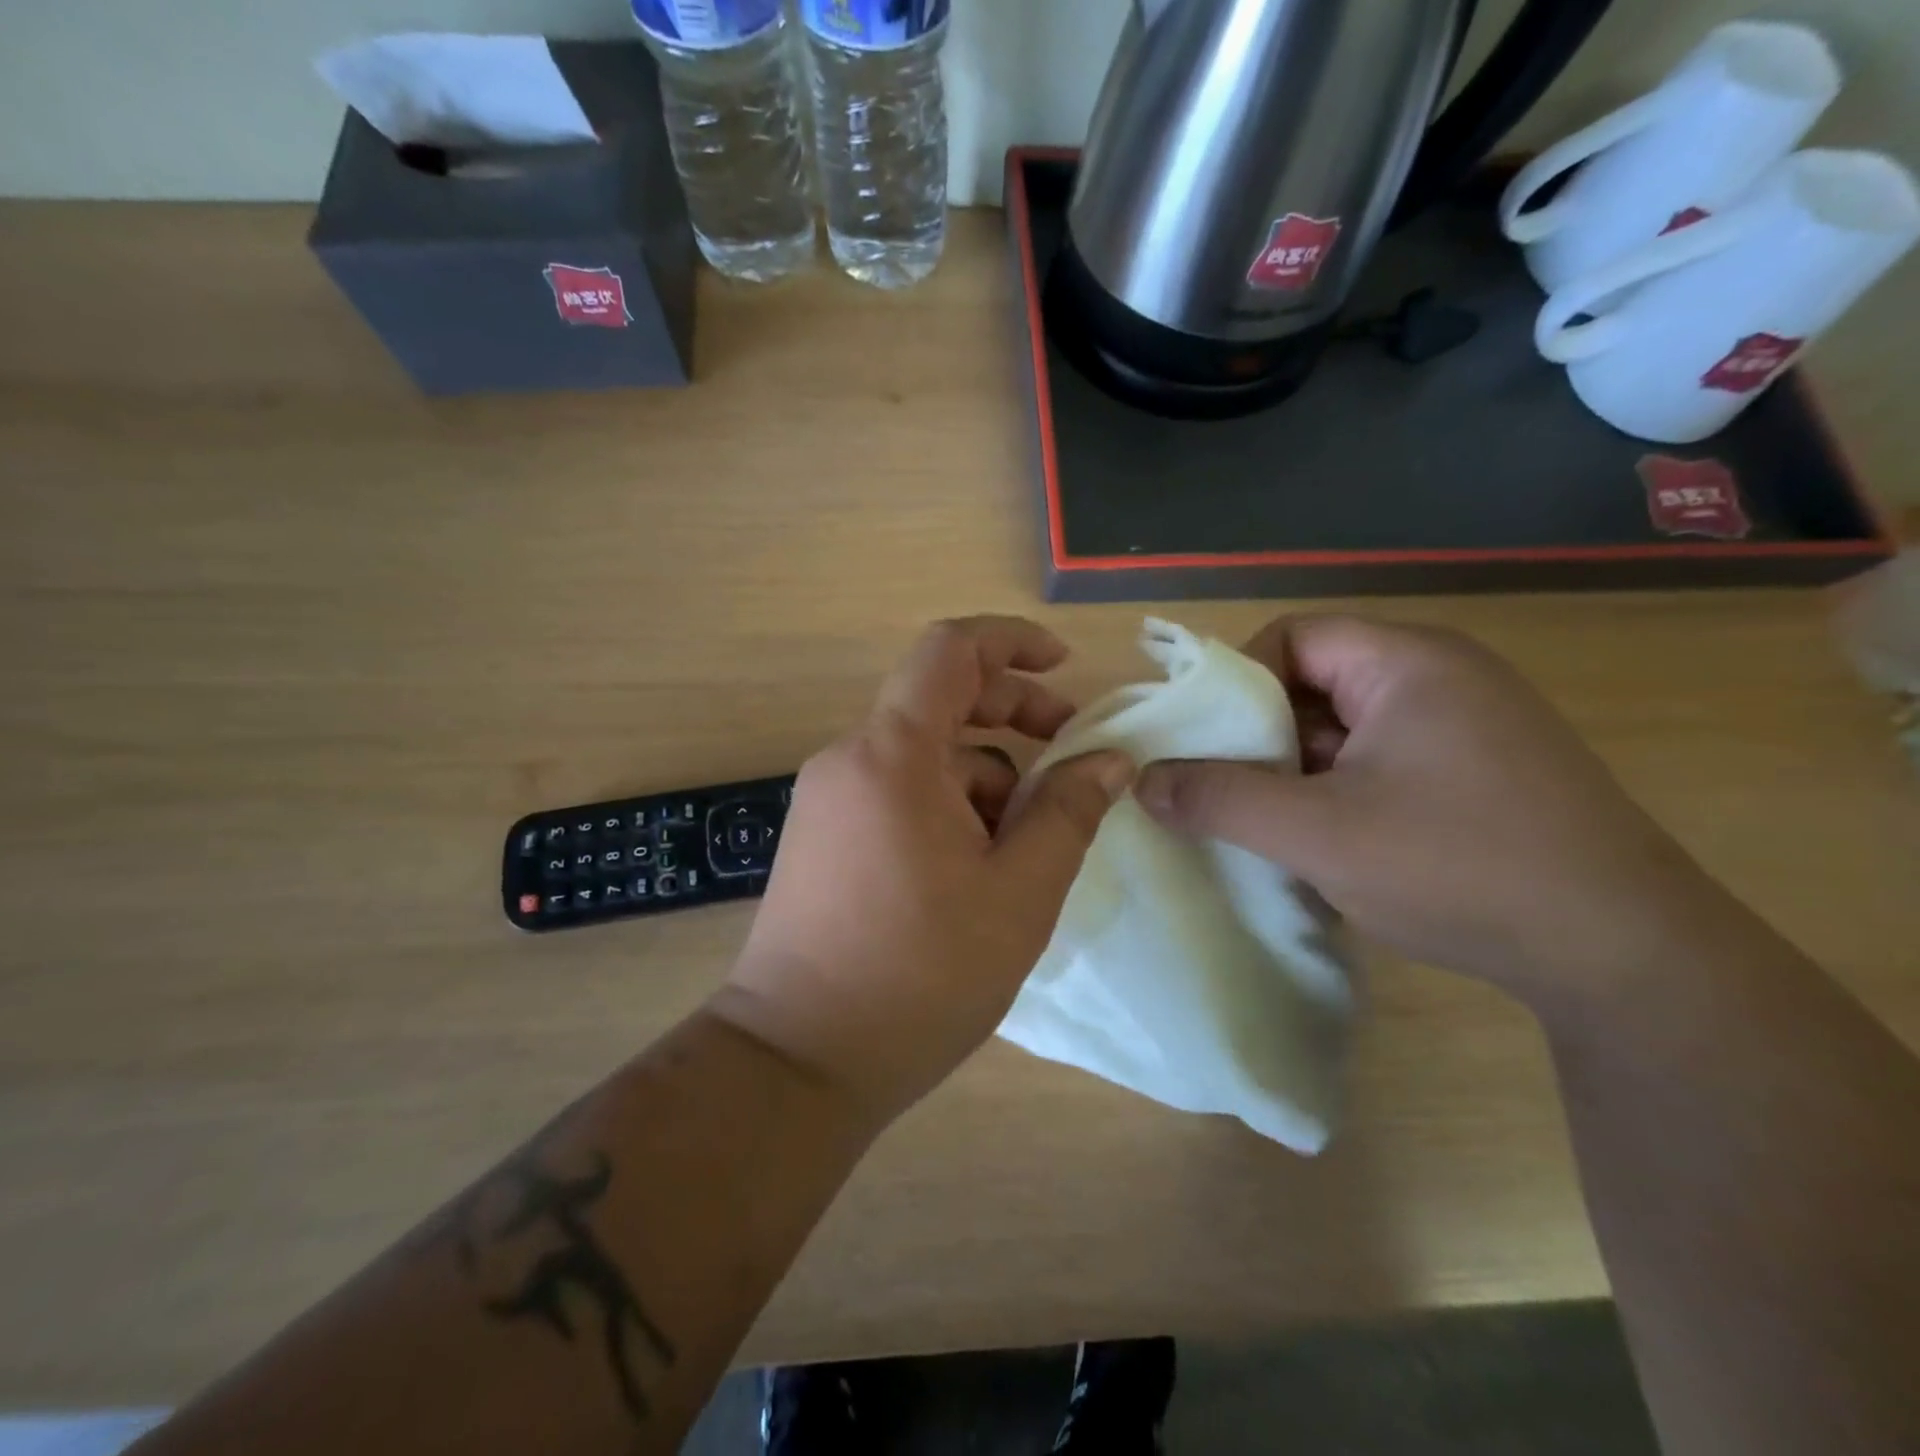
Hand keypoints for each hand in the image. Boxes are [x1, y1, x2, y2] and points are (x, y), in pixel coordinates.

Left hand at [714, 617, 1134, 1128]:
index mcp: (892, 755)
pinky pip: (895, 795)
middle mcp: (849, 760)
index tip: (1063, 666)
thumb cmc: (919, 974)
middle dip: (1011, 715)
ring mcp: (828, 801)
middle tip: (1070, 753)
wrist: (798, 1060)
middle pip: (938, 702)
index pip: (949, 651)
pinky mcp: (822, 839)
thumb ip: (1068, 812)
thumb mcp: (1019, 893)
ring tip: (1025, 848)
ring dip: (983, 780)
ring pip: (922, 759)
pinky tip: (977, 871)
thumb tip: (1109, 759)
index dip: (1011, 641)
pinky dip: (946, 808)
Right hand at [1134, 616, 1722, 1012]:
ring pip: (1346, 728)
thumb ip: (1220, 799)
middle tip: (1228, 791)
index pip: (1293, 636)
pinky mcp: (1480, 773)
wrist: (1623, 956)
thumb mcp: (1316, 833)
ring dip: (1298, 770)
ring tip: (1268, 825)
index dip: (1237, 682)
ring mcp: (1468, 727)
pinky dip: (1339, 791)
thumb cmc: (1457, 867)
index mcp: (1408, 662)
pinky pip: (1381, 760)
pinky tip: (1325, 844)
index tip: (1206, 743)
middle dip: (1262, 735)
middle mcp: (1442, 677)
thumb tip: (1143, 783)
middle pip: (1316, 681)